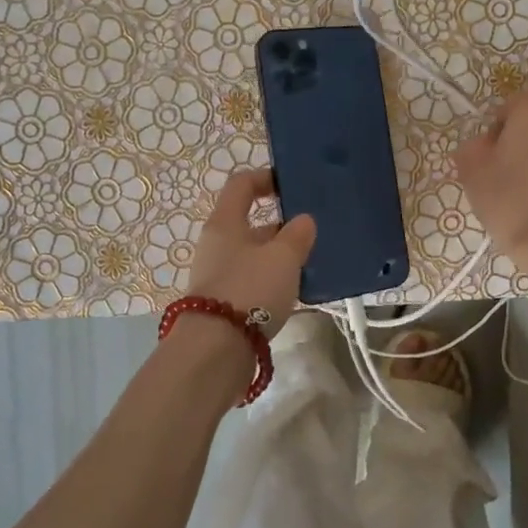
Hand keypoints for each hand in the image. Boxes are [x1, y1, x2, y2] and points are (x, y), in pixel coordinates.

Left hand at [187, 168, 317, 331]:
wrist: (215, 349)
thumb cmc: (250, 289)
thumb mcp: (283, 257)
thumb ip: (297, 235)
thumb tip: (303, 220)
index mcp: (225, 222)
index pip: (242, 185)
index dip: (266, 178)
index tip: (292, 186)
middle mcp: (216, 244)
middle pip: (249, 222)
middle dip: (281, 225)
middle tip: (312, 232)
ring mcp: (217, 274)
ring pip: (252, 254)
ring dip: (278, 256)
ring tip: (309, 263)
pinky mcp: (223, 302)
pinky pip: (251, 280)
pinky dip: (271, 280)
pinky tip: (293, 292)